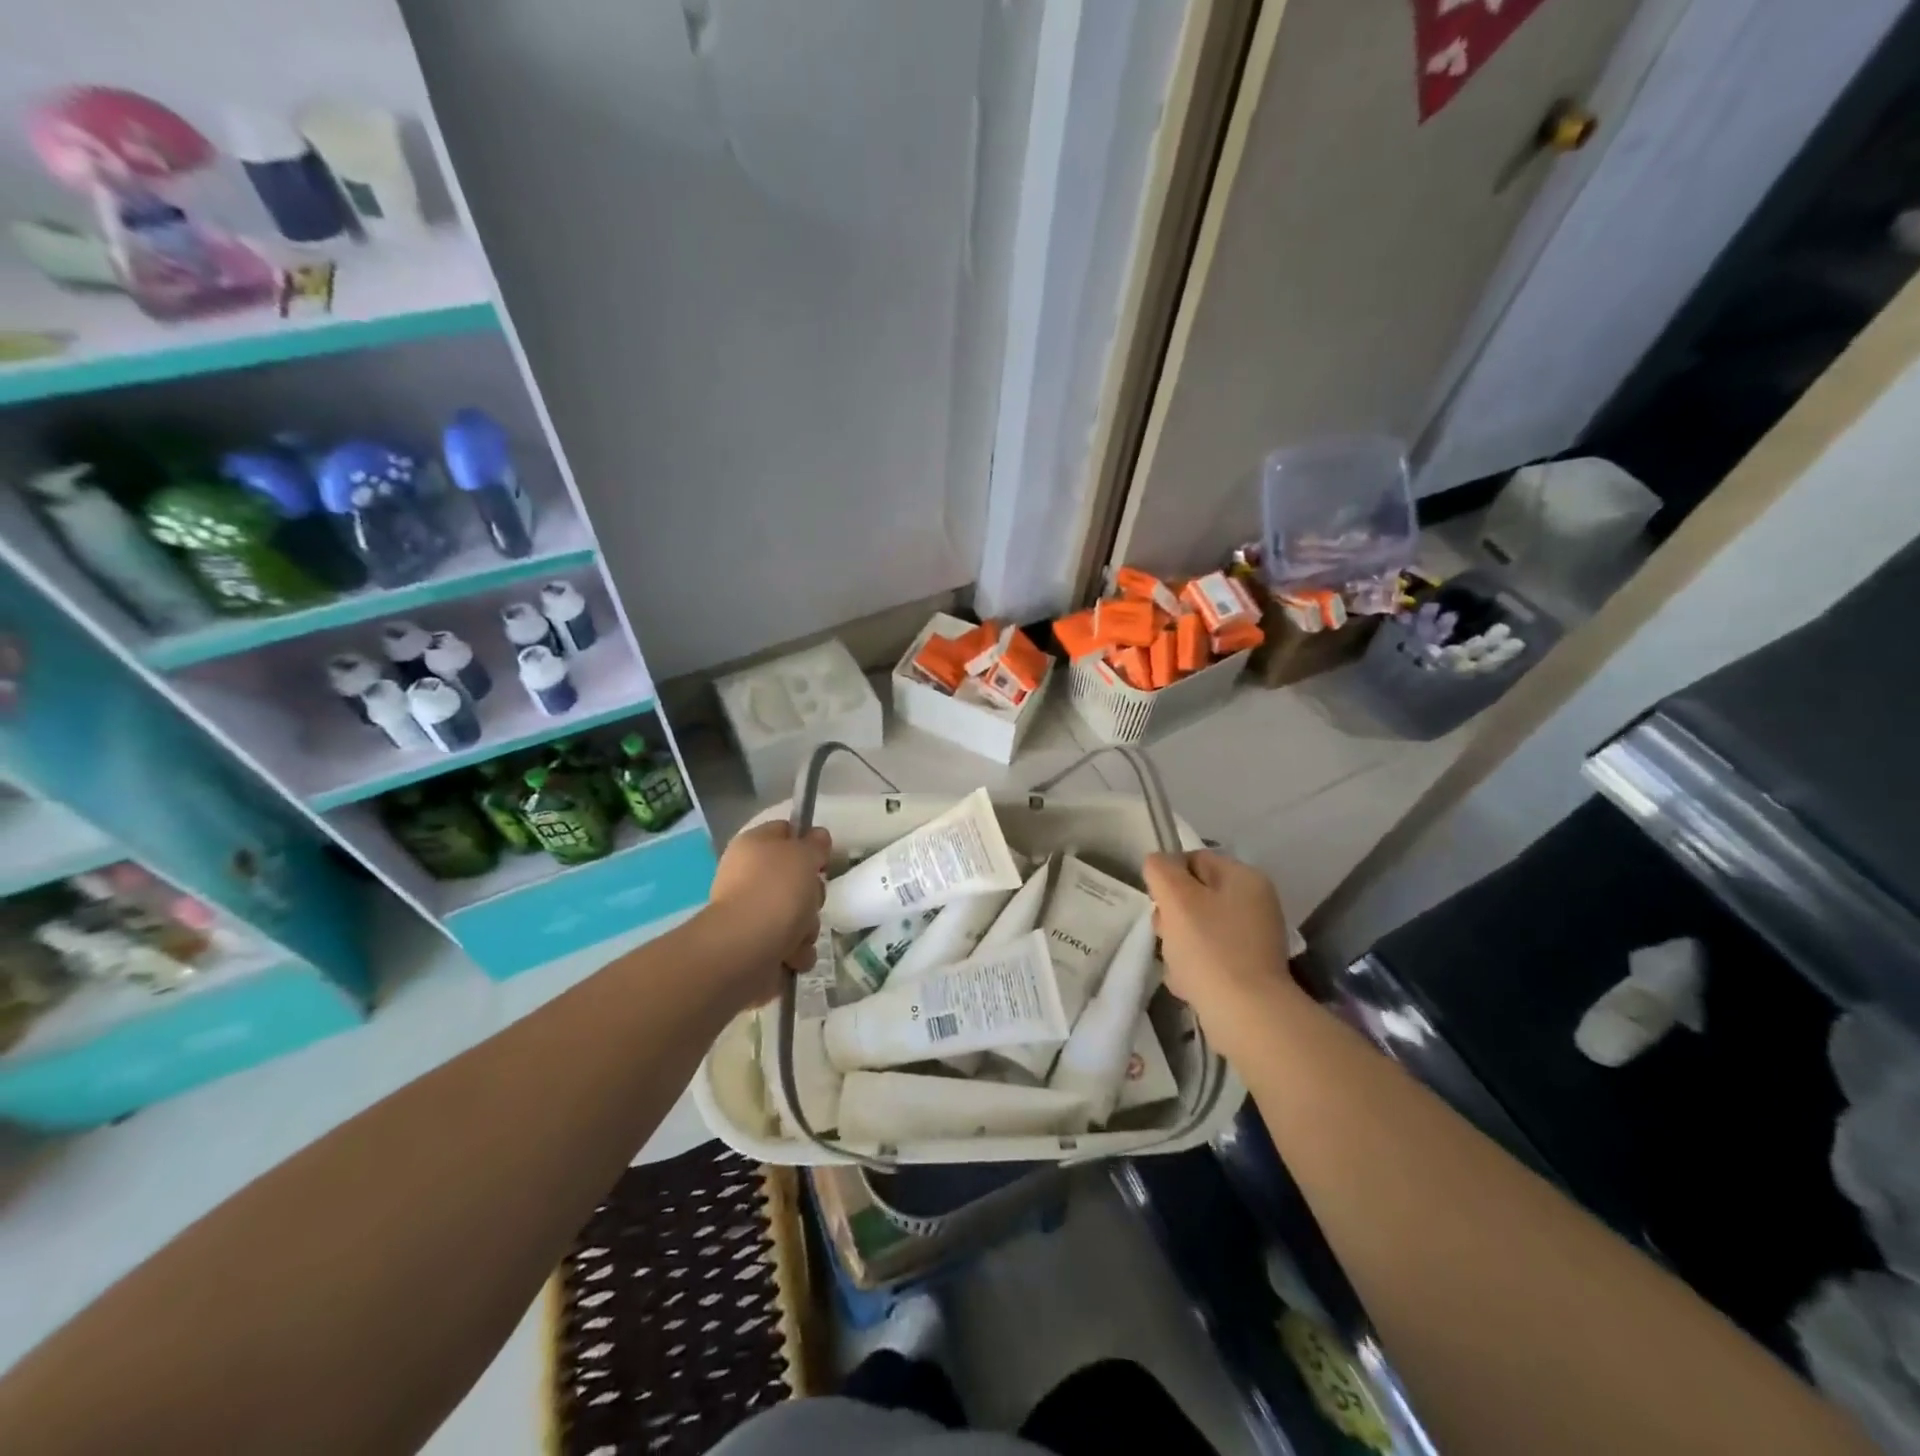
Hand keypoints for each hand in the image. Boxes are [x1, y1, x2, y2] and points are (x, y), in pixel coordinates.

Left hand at [705, 822, 830, 1006]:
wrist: (746, 949)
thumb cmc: (776, 891)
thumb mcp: (804, 855)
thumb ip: (815, 844)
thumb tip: (817, 836)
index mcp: (754, 847)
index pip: (785, 832)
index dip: (807, 842)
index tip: (822, 857)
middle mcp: (748, 878)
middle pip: (796, 879)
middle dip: (812, 894)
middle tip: (810, 899)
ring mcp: (751, 914)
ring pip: (798, 914)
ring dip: (807, 927)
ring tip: (798, 935)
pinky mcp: (756, 947)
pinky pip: (791, 945)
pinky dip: (796, 952)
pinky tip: (791, 955)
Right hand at [1143, 849, 1298, 1056]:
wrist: (1247, 1015)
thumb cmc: (1210, 948)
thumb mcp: (1176, 897)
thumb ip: (1160, 869)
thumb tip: (1158, 865)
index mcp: (1244, 878)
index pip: (1194, 859)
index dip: (1168, 878)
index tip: (1158, 904)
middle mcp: (1256, 903)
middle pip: (1195, 895)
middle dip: (1172, 914)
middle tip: (1167, 935)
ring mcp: (1255, 938)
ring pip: (1198, 927)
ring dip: (1179, 943)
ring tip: (1178, 964)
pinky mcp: (1249, 969)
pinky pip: (1210, 956)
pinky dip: (1195, 966)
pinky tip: (1188, 983)